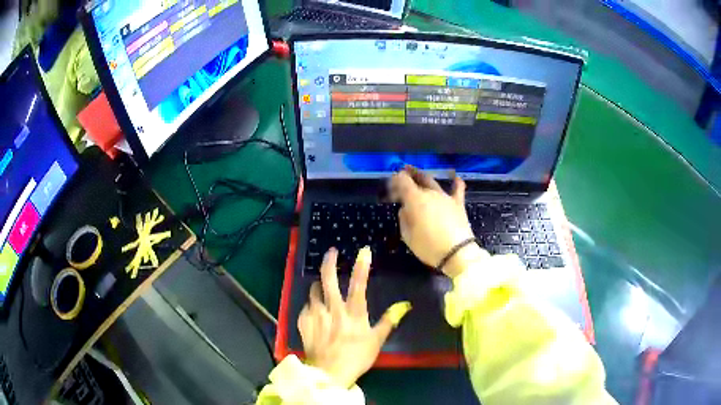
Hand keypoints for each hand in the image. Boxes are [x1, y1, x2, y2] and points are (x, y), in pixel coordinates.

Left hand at [298, 247, 410, 387]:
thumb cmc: (356, 357)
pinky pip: (306, 307)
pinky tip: (315, 312)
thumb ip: (389, 321)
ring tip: (321, 287)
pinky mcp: (303, 322)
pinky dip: (311, 305)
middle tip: (331, 252)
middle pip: (328, 279)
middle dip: (329, 262)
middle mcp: (332, 309)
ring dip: (318, 286)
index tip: (364, 250)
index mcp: (353, 313)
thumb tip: (404, 305)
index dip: (362, 265)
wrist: (329, 373)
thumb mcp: (376, 340)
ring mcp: (315, 314)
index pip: (358, 284)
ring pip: (313, 290)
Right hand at [389, 166, 486, 277]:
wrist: (457, 253)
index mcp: (415, 199)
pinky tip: (455, 176)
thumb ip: (404, 218)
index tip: (390, 186)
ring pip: (433, 182)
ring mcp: (445, 197)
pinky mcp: (458, 203)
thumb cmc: (428, 246)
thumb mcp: (407, 236)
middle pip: (417, 179)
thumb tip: (405, 209)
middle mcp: (429, 193)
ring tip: (418, 175)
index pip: (402, 180)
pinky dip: (456, 181)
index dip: (394, 180)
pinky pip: (458, 188)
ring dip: (424, 178)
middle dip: (408, 176)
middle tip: (401, 176)